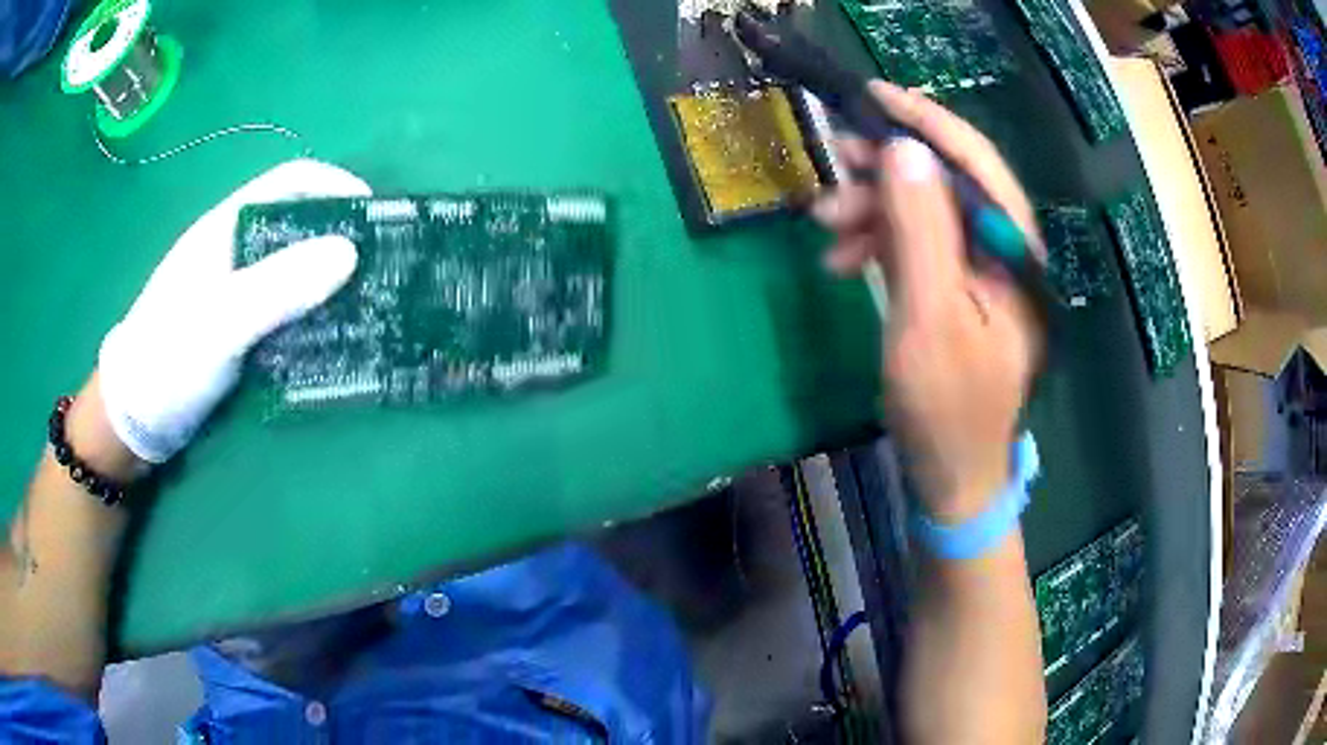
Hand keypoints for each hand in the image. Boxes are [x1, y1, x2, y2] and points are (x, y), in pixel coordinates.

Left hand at [97, 159, 371, 463]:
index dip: (335, 185)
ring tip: (368, 304)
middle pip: (295, 224)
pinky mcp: (237, 329)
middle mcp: (234, 251)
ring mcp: (234, 291)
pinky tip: (331, 337)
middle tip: (380, 267)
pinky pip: (283, 309)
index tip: (375, 213)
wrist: (132, 422)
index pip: (289, 181)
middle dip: (339, 237)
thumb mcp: (221, 322)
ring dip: (328, 281)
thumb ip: (279, 286)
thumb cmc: (168, 360)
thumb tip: (350, 251)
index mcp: (226, 227)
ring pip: (291, 270)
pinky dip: (311, 315)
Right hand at [813, 82, 1043, 522]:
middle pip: (946, 182)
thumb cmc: (946, 409)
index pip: (974, 163)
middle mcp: (1003, 252)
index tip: (873, 95)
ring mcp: (979, 273)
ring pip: (925, 211)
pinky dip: (878, 243)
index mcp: (1012, 253)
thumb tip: (904, 150)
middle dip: (887, 170)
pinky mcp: (956, 291)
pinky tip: (844, 261)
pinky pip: (916, 245)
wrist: (954, 478)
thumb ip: (922, 231)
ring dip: (874, 209)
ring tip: (825, 226)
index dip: (927, 122)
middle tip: (835, 167)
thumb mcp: (928, 319)